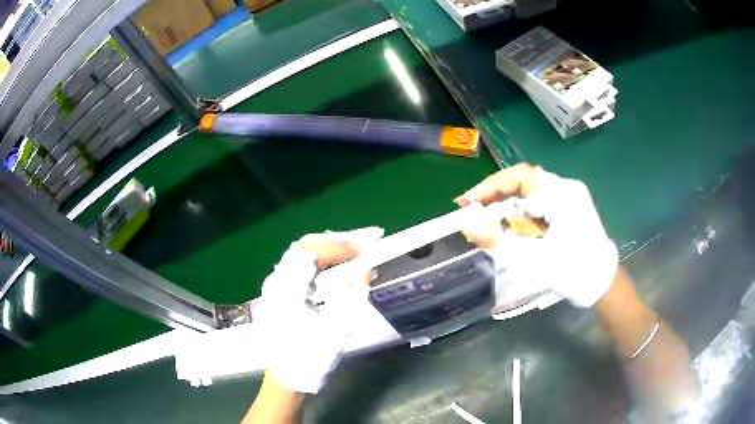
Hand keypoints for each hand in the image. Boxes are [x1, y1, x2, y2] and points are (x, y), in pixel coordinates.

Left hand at [253, 227, 383, 393]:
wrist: (288, 376)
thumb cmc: (312, 357)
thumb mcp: (338, 330)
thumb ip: (353, 297)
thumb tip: (365, 270)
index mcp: (287, 292)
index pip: (312, 253)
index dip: (341, 245)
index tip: (367, 247)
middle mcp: (276, 282)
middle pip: (304, 246)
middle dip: (337, 241)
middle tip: (366, 241)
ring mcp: (275, 285)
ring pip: (301, 252)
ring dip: (329, 247)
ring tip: (356, 247)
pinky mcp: (279, 290)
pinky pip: (299, 264)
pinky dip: (321, 258)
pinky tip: (337, 261)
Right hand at [456, 164, 617, 307]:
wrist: (601, 283)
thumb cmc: (572, 271)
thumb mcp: (534, 258)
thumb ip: (500, 241)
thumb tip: (468, 226)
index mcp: (562, 195)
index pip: (520, 177)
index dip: (491, 186)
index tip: (468, 200)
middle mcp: (567, 188)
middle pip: (524, 182)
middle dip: (497, 196)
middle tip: (474, 210)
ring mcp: (571, 196)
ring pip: (531, 192)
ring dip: (508, 205)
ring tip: (489, 220)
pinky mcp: (571, 207)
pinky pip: (540, 202)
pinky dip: (522, 213)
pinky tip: (513, 226)